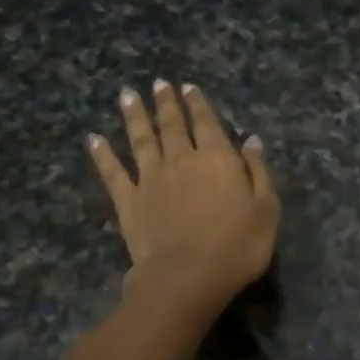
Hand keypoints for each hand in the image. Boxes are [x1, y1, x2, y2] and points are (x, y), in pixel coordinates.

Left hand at [90, 80, 279, 312]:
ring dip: (134, 116)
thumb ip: (258, 172)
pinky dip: (102, 155)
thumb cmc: (238, 245)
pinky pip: (112, 172)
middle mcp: (181, 160)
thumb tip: (251, 140)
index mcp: (217, 158)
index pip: (206, 123)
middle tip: (158, 84)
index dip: (197, 104)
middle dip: (166, 103)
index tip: (188, 86)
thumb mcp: (266, 209)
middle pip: (171, 125)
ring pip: (141, 139)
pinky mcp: (128, 201)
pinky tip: (93, 140)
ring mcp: (150, 179)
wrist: (188, 275)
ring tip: (127, 95)